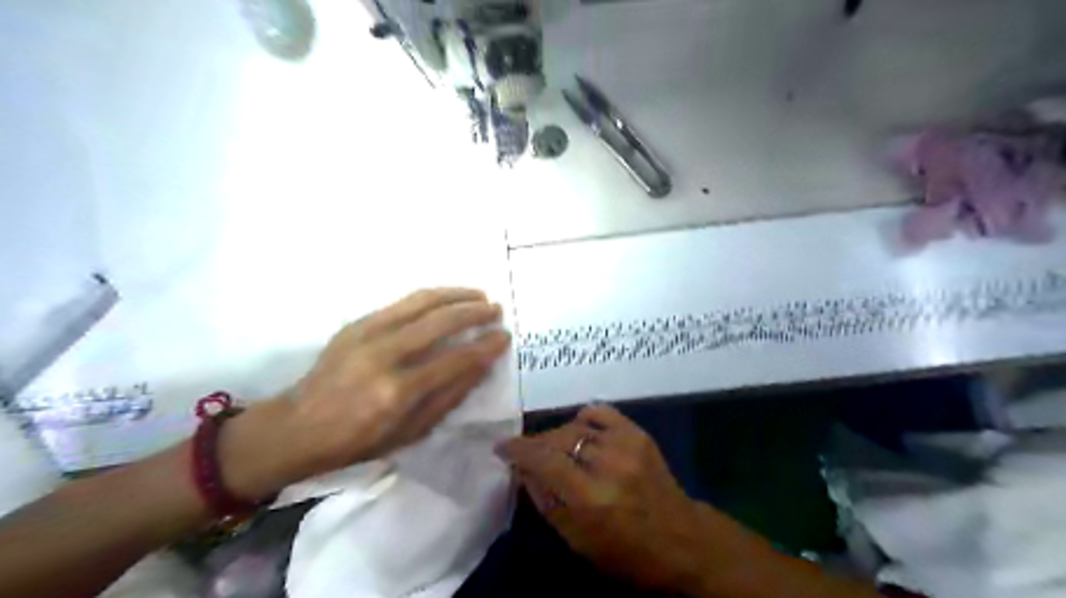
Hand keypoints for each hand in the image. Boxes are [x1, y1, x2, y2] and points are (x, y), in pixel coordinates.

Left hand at [223, 290, 509, 499]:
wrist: (297, 427)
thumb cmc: (358, 441)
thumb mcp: (410, 432)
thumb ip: (449, 397)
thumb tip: (480, 366)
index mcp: (398, 392)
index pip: (455, 360)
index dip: (485, 347)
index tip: (504, 337)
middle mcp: (384, 355)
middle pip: (441, 322)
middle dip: (474, 312)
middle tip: (496, 309)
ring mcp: (367, 334)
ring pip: (422, 302)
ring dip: (455, 295)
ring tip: (478, 295)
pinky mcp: (356, 324)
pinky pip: (401, 303)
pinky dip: (430, 296)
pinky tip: (446, 298)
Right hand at [498, 407, 715, 592]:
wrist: (682, 539)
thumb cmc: (626, 552)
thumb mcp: (578, 540)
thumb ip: (545, 501)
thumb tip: (522, 470)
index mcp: (590, 498)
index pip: (544, 461)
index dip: (518, 450)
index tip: (501, 447)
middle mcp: (608, 463)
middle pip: (557, 439)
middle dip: (537, 445)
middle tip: (529, 455)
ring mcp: (626, 444)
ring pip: (575, 427)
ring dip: (558, 437)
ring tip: (555, 450)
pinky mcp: (638, 433)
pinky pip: (599, 413)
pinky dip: (583, 421)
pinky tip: (580, 433)